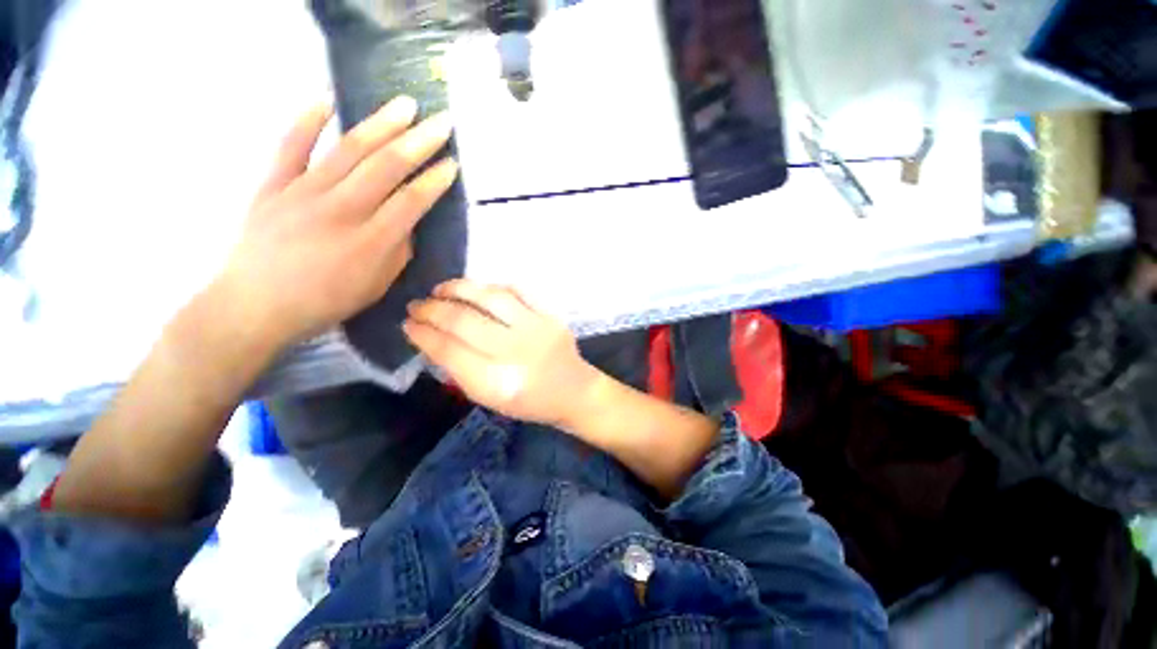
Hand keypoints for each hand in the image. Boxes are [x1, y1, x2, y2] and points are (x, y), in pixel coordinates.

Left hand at [214, 97, 458, 348]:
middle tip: (441, 122)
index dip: (435, 181)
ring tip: (405, 104)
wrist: (255, 306)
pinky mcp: (272, 185)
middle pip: (386, 167)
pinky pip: (290, 145)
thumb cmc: (325, 302)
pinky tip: (329, 100)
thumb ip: (398, 251)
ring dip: (381, 124)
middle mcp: (340, 211)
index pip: (412, 201)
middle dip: (419, 142)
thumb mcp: (376, 286)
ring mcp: (302, 193)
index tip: (452, 164)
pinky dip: (308, 120)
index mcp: (370, 242)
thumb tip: (406, 221)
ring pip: (347, 149)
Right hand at [403, 280, 599, 428]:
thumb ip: (460, 371)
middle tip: (416, 306)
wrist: (574, 391)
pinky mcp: (550, 316)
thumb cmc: (529, 402)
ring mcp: (536, 329)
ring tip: (440, 290)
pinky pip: (516, 291)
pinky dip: (491, 288)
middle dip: (432, 310)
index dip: (423, 335)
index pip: (449, 351)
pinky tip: (477, 291)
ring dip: (458, 289)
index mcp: (497, 383)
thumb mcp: (489, 399)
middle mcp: (516, 352)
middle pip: (464, 321)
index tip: (408, 325)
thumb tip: (431, 339)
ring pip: (489, 298)